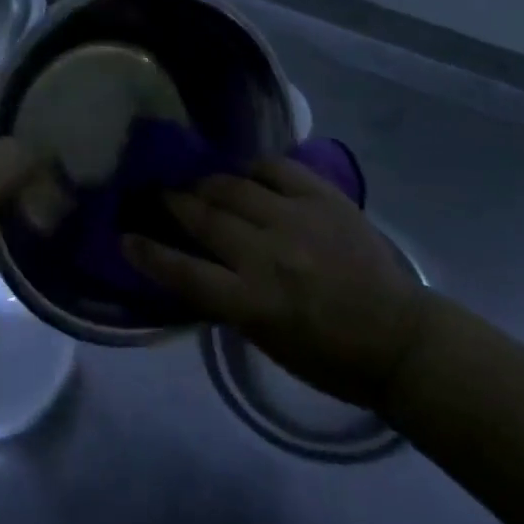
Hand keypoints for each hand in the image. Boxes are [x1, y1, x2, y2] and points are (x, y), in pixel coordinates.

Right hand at [124, 158, 428, 410]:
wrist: (398, 337)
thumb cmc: (329, 356)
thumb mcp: (266, 340)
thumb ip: (229, 299)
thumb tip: (197, 265)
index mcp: (252, 303)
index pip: (184, 272)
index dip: (148, 253)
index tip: (125, 236)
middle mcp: (267, 255)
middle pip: (205, 218)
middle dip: (173, 203)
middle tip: (157, 193)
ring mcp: (296, 219)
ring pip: (234, 187)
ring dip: (208, 183)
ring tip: (197, 181)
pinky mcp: (323, 198)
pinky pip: (277, 168)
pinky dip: (254, 168)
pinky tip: (245, 172)